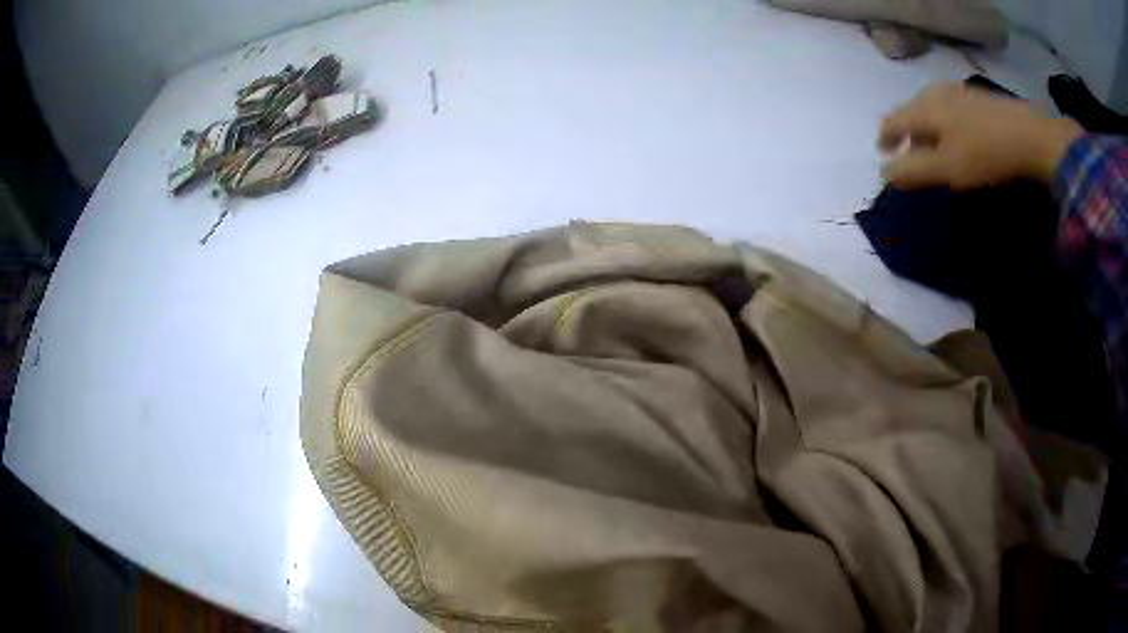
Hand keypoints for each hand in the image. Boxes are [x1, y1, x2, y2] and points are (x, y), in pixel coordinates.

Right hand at [879, 82, 1083, 189]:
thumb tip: (884, 173)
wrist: (1030, 135)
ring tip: (934, 146)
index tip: (882, 153)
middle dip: (907, 133)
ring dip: (927, 128)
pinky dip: (945, 123)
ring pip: (932, 108)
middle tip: (909, 154)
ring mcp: (958, 92)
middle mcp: (936, 93)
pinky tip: (958, 136)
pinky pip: (950, 108)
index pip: (893, 121)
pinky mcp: (977, 98)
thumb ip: (914, 170)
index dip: (885, 138)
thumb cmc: (986, 153)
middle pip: (911, 111)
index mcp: (924, 108)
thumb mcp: (948, 169)